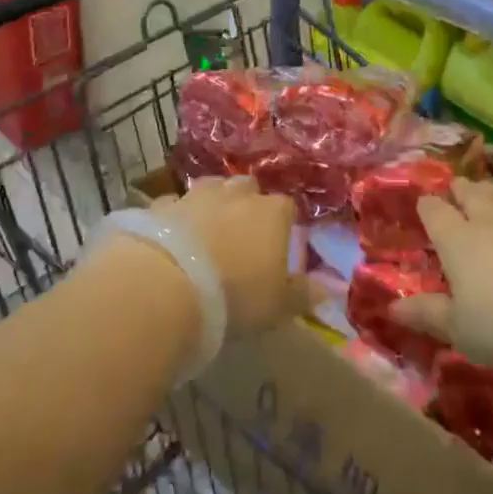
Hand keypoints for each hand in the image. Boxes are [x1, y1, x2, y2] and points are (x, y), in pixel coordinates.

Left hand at [149, 177, 307, 337]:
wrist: (166, 286)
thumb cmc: (235, 296)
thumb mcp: (277, 305)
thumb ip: (304, 294)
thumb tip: (331, 289)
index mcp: (272, 213)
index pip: (287, 207)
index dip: (284, 223)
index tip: (280, 243)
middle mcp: (237, 195)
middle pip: (248, 188)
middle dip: (248, 203)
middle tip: (244, 232)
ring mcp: (196, 195)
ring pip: (211, 188)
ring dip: (213, 203)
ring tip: (209, 229)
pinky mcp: (161, 205)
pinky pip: (175, 204)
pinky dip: (177, 216)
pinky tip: (173, 235)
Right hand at [392, 177, 492, 369]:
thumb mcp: (460, 329)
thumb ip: (427, 314)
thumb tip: (392, 308)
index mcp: (455, 238)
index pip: (433, 209)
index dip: (426, 206)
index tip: (423, 209)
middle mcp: (485, 218)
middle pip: (468, 191)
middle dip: (458, 191)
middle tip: (454, 195)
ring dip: (487, 191)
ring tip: (485, 195)